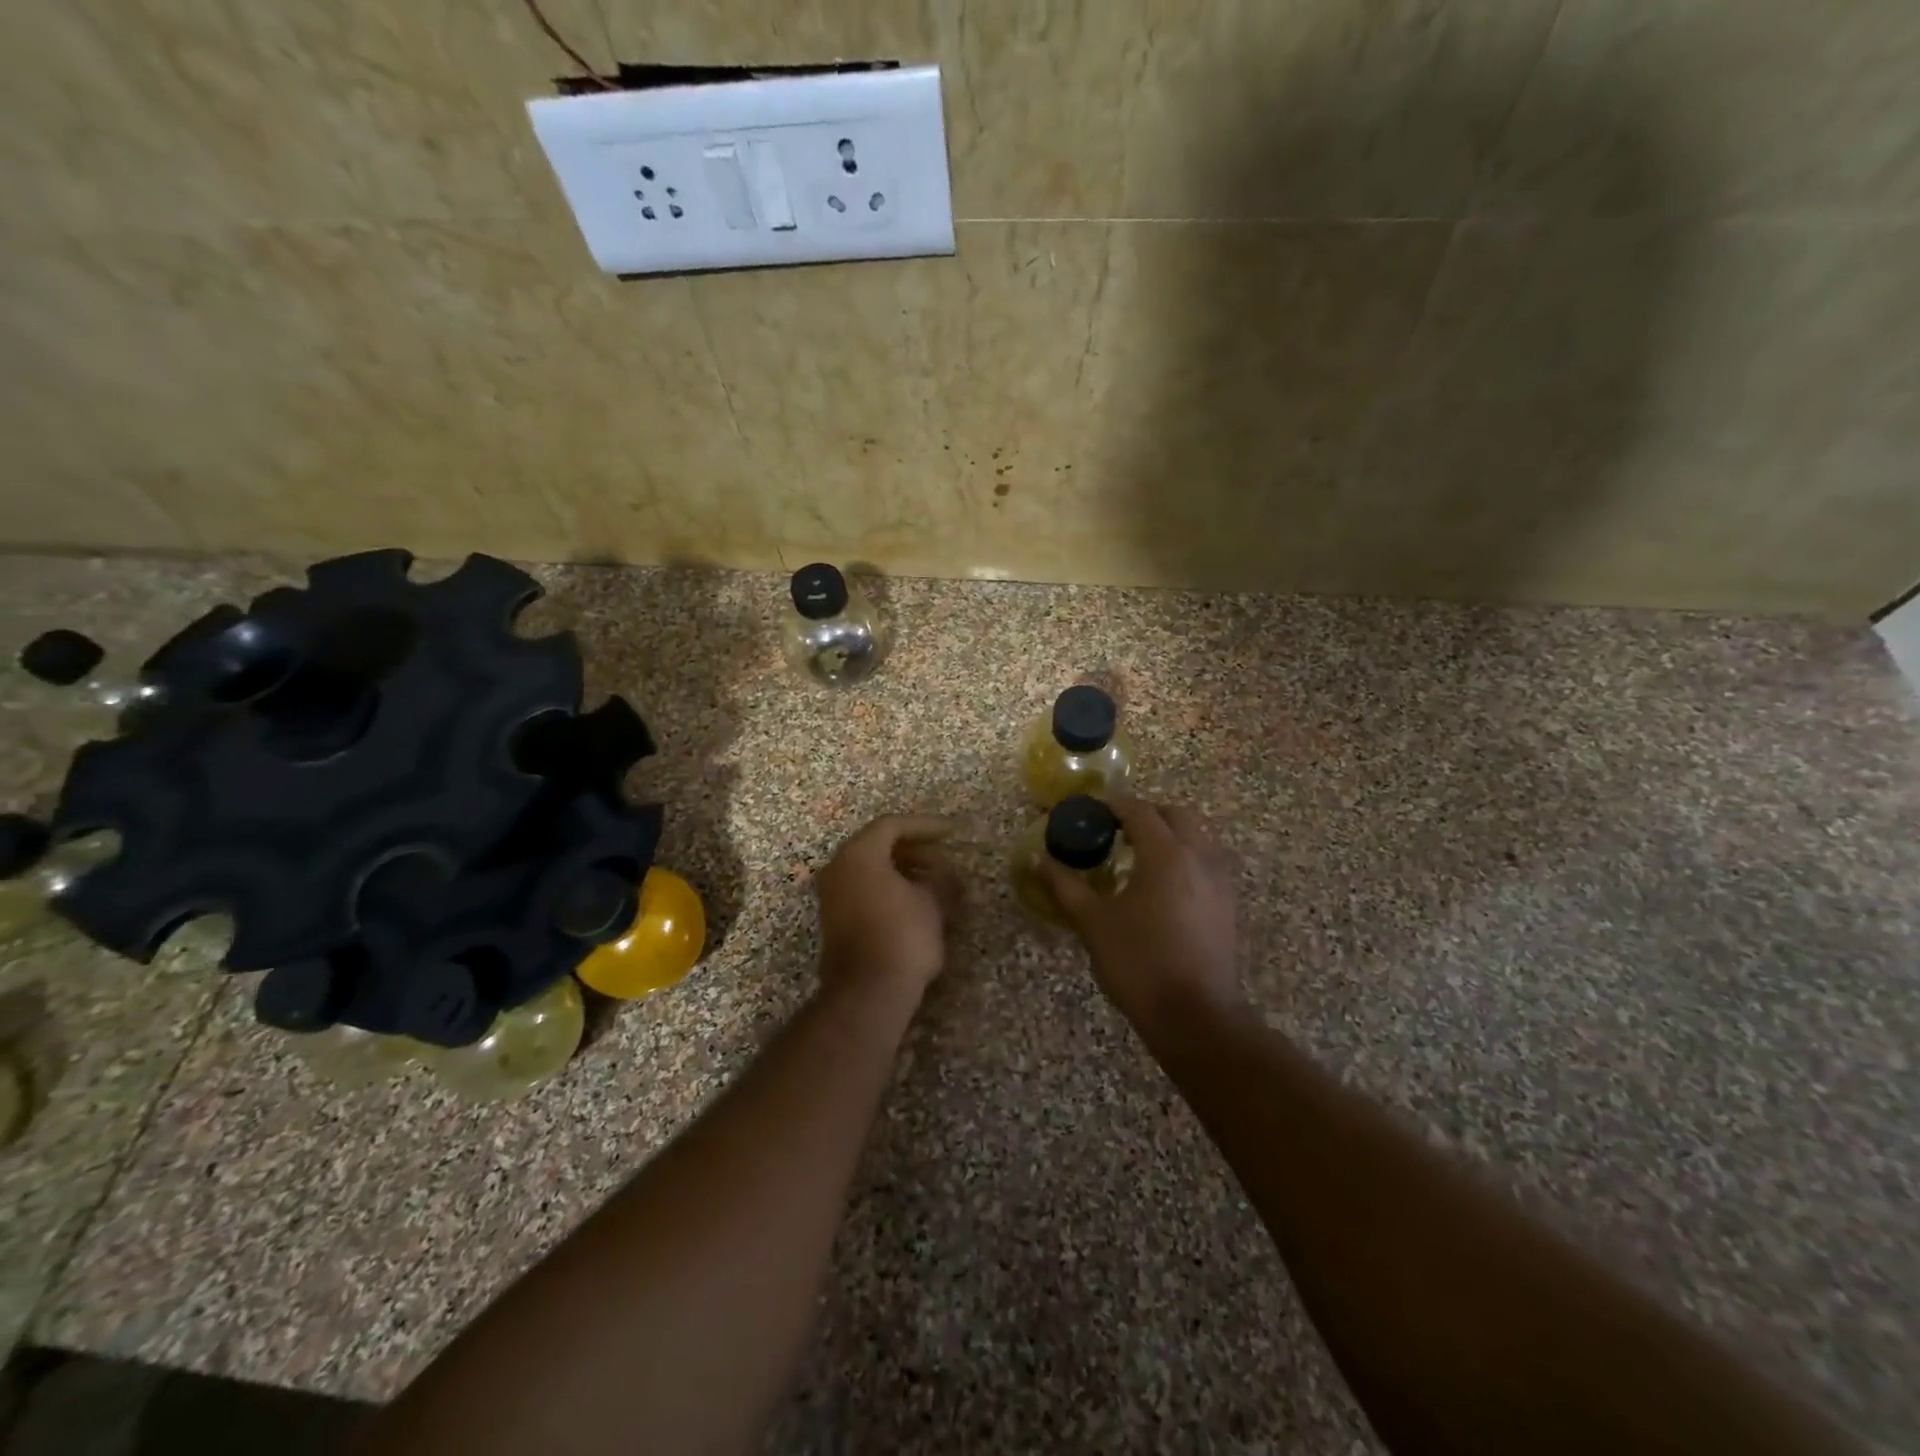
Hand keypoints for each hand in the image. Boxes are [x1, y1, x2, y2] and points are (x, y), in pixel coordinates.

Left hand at [814, 815, 959, 1009]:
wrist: (867, 993)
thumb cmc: (902, 937)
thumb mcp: (932, 903)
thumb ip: (942, 880)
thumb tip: (950, 875)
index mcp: (859, 854)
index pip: (892, 825)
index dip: (925, 826)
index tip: (952, 834)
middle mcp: (838, 868)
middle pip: (878, 845)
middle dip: (914, 850)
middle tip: (944, 860)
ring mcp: (832, 895)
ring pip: (870, 869)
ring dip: (903, 870)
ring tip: (935, 883)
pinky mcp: (834, 920)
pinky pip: (863, 889)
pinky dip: (889, 888)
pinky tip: (915, 903)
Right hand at [1039, 797, 1244, 1035]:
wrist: (1195, 1016)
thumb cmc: (1138, 964)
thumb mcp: (1093, 923)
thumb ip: (1065, 885)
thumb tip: (1038, 858)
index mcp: (1165, 854)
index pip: (1139, 811)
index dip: (1113, 805)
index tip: (1090, 811)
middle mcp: (1199, 856)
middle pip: (1176, 815)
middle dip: (1146, 814)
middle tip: (1116, 829)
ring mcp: (1220, 880)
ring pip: (1198, 836)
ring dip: (1170, 833)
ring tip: (1140, 855)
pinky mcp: (1229, 904)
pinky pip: (1208, 861)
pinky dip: (1186, 856)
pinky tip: (1164, 884)